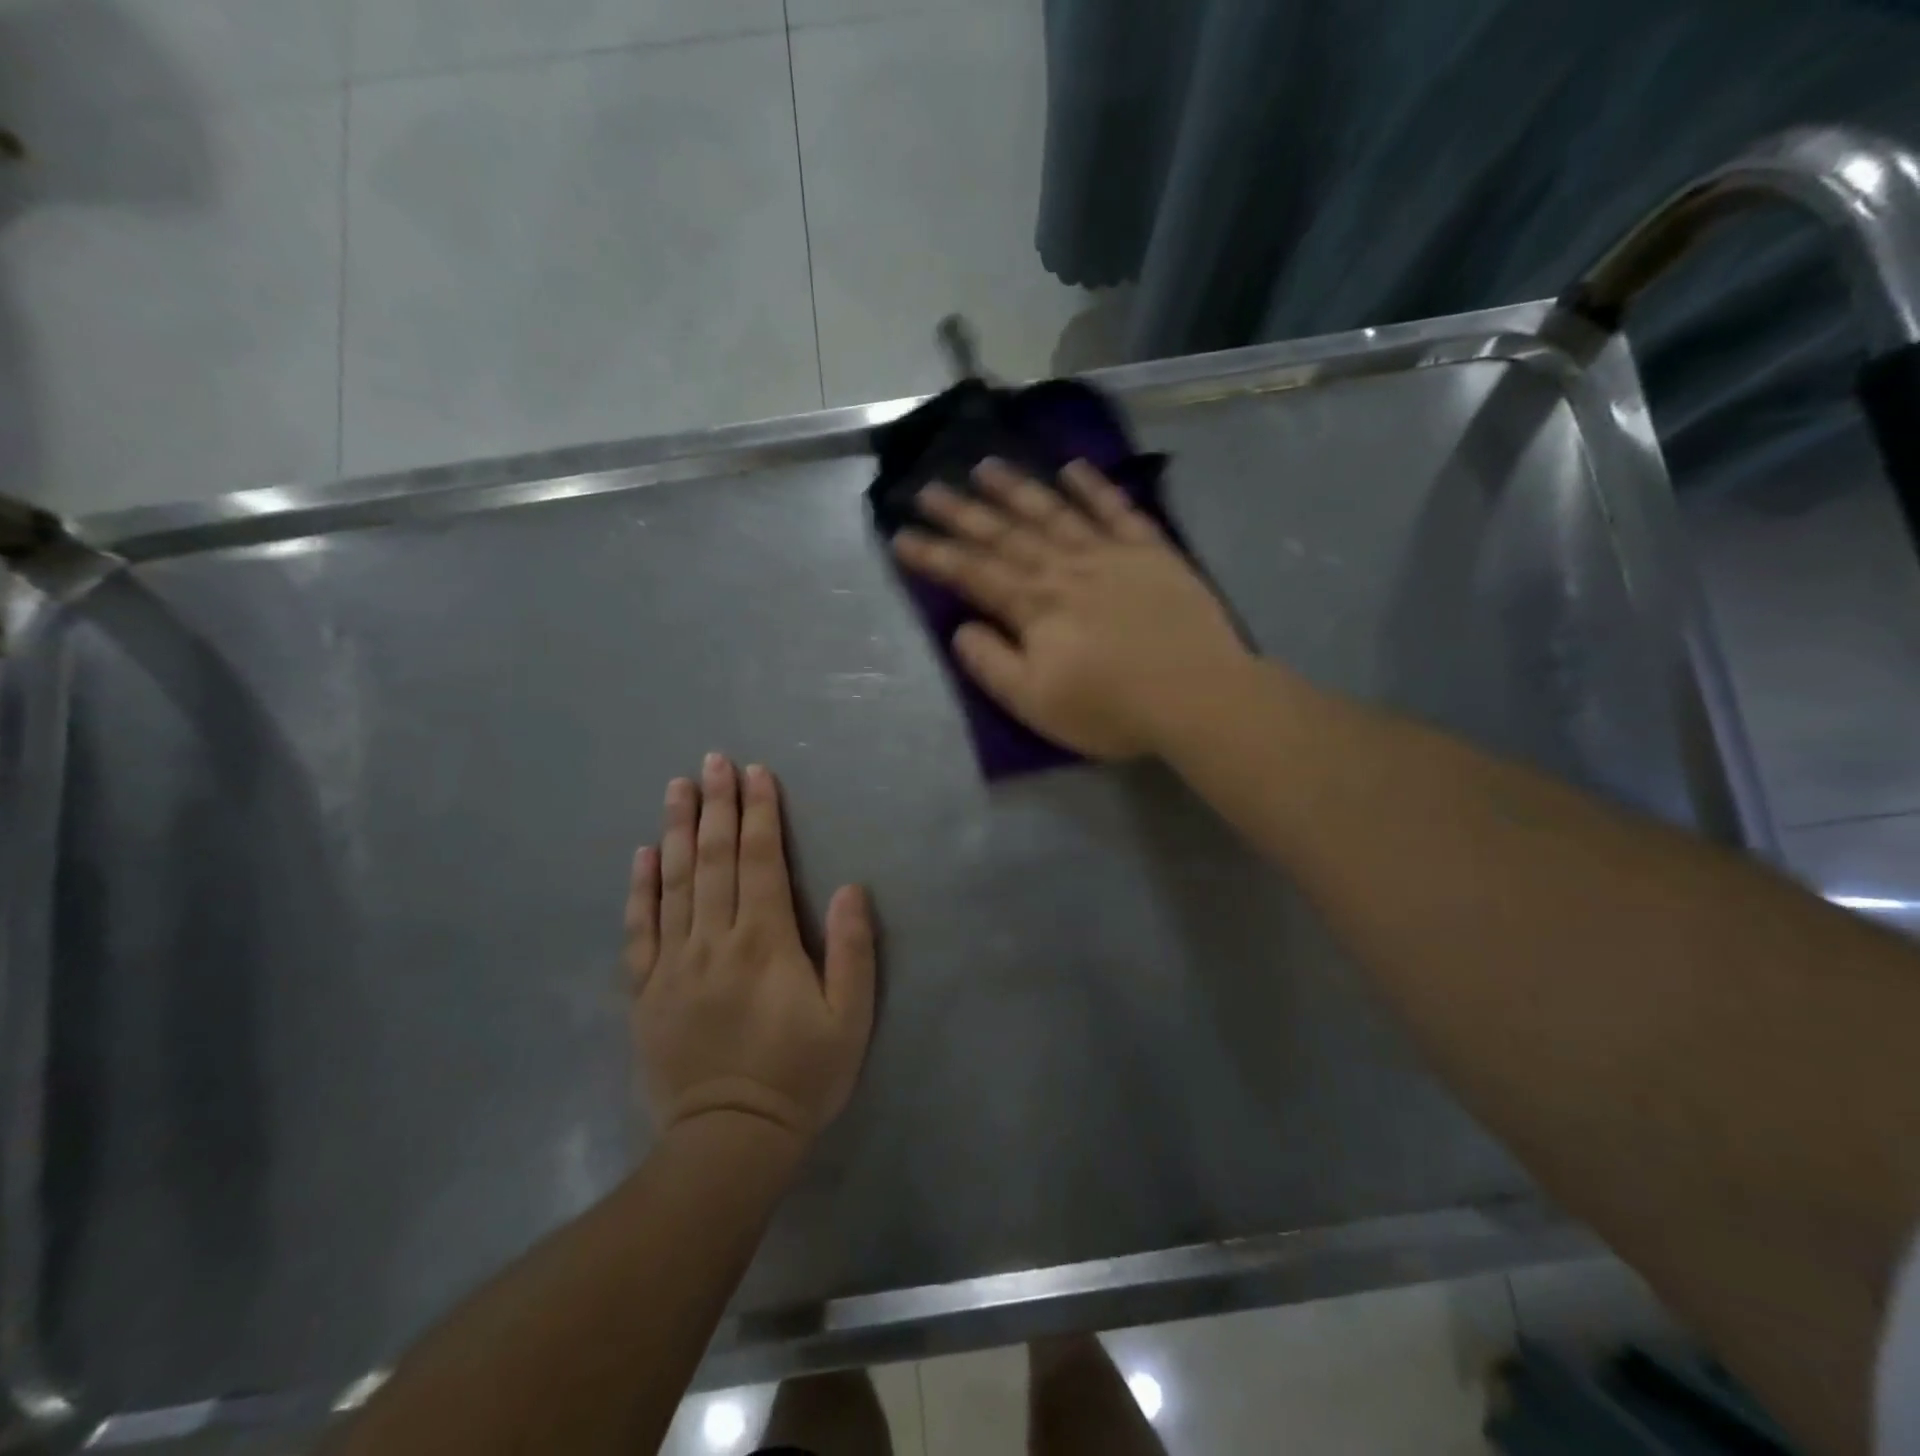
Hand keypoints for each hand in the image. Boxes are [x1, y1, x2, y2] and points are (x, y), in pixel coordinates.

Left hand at [626, 755, 875, 1146]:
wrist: (729, 1142)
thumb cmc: (800, 1076)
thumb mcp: (850, 1019)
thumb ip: (852, 950)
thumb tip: (848, 888)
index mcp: (765, 941)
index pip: (761, 860)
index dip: (760, 813)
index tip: (755, 773)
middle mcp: (714, 940)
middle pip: (715, 859)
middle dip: (717, 805)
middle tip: (713, 760)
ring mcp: (673, 963)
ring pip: (675, 882)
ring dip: (678, 830)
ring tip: (677, 788)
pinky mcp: (645, 991)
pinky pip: (640, 929)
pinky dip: (640, 888)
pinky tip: (642, 855)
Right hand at [893, 459, 1248, 759]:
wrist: (1198, 695)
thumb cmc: (1110, 708)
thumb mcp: (1034, 702)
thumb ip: (992, 662)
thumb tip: (962, 629)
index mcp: (1033, 606)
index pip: (972, 572)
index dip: (934, 555)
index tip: (901, 535)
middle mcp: (1064, 567)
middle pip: (1004, 534)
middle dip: (962, 512)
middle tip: (928, 488)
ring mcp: (1109, 553)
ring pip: (1053, 511)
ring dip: (1016, 488)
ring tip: (984, 465)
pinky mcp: (1151, 552)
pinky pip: (1116, 510)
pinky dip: (1093, 487)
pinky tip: (1072, 468)